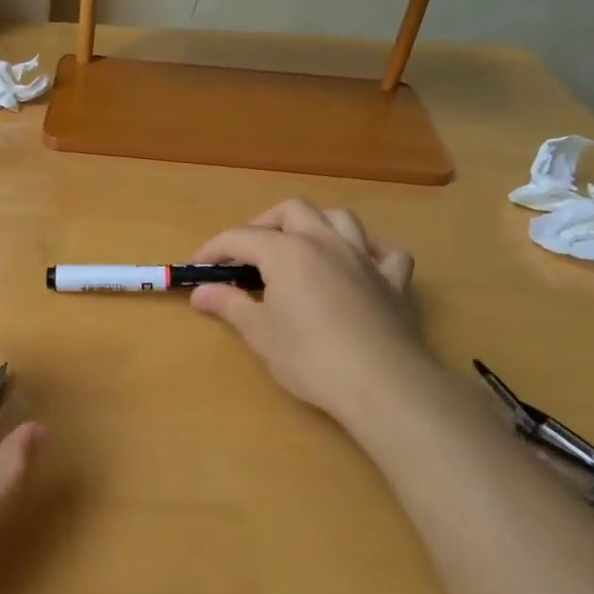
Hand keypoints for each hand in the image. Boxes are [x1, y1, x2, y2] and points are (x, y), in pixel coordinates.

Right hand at [189, 200, 431, 433]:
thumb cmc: (309, 357)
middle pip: (292, 211)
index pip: (241, 237)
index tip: (198, 266)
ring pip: (340, 218)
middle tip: (248, 253)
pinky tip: (357, 265)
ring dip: (315, 225)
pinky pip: (384, 251)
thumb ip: (229, 304)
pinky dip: (367, 251)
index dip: (215, 248)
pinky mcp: (395, 281)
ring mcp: (365, 258)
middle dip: (264, 224)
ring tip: (300, 248)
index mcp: (287, 252)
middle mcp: (325, 242)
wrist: (380, 383)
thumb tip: (200, 291)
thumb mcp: (259, 332)